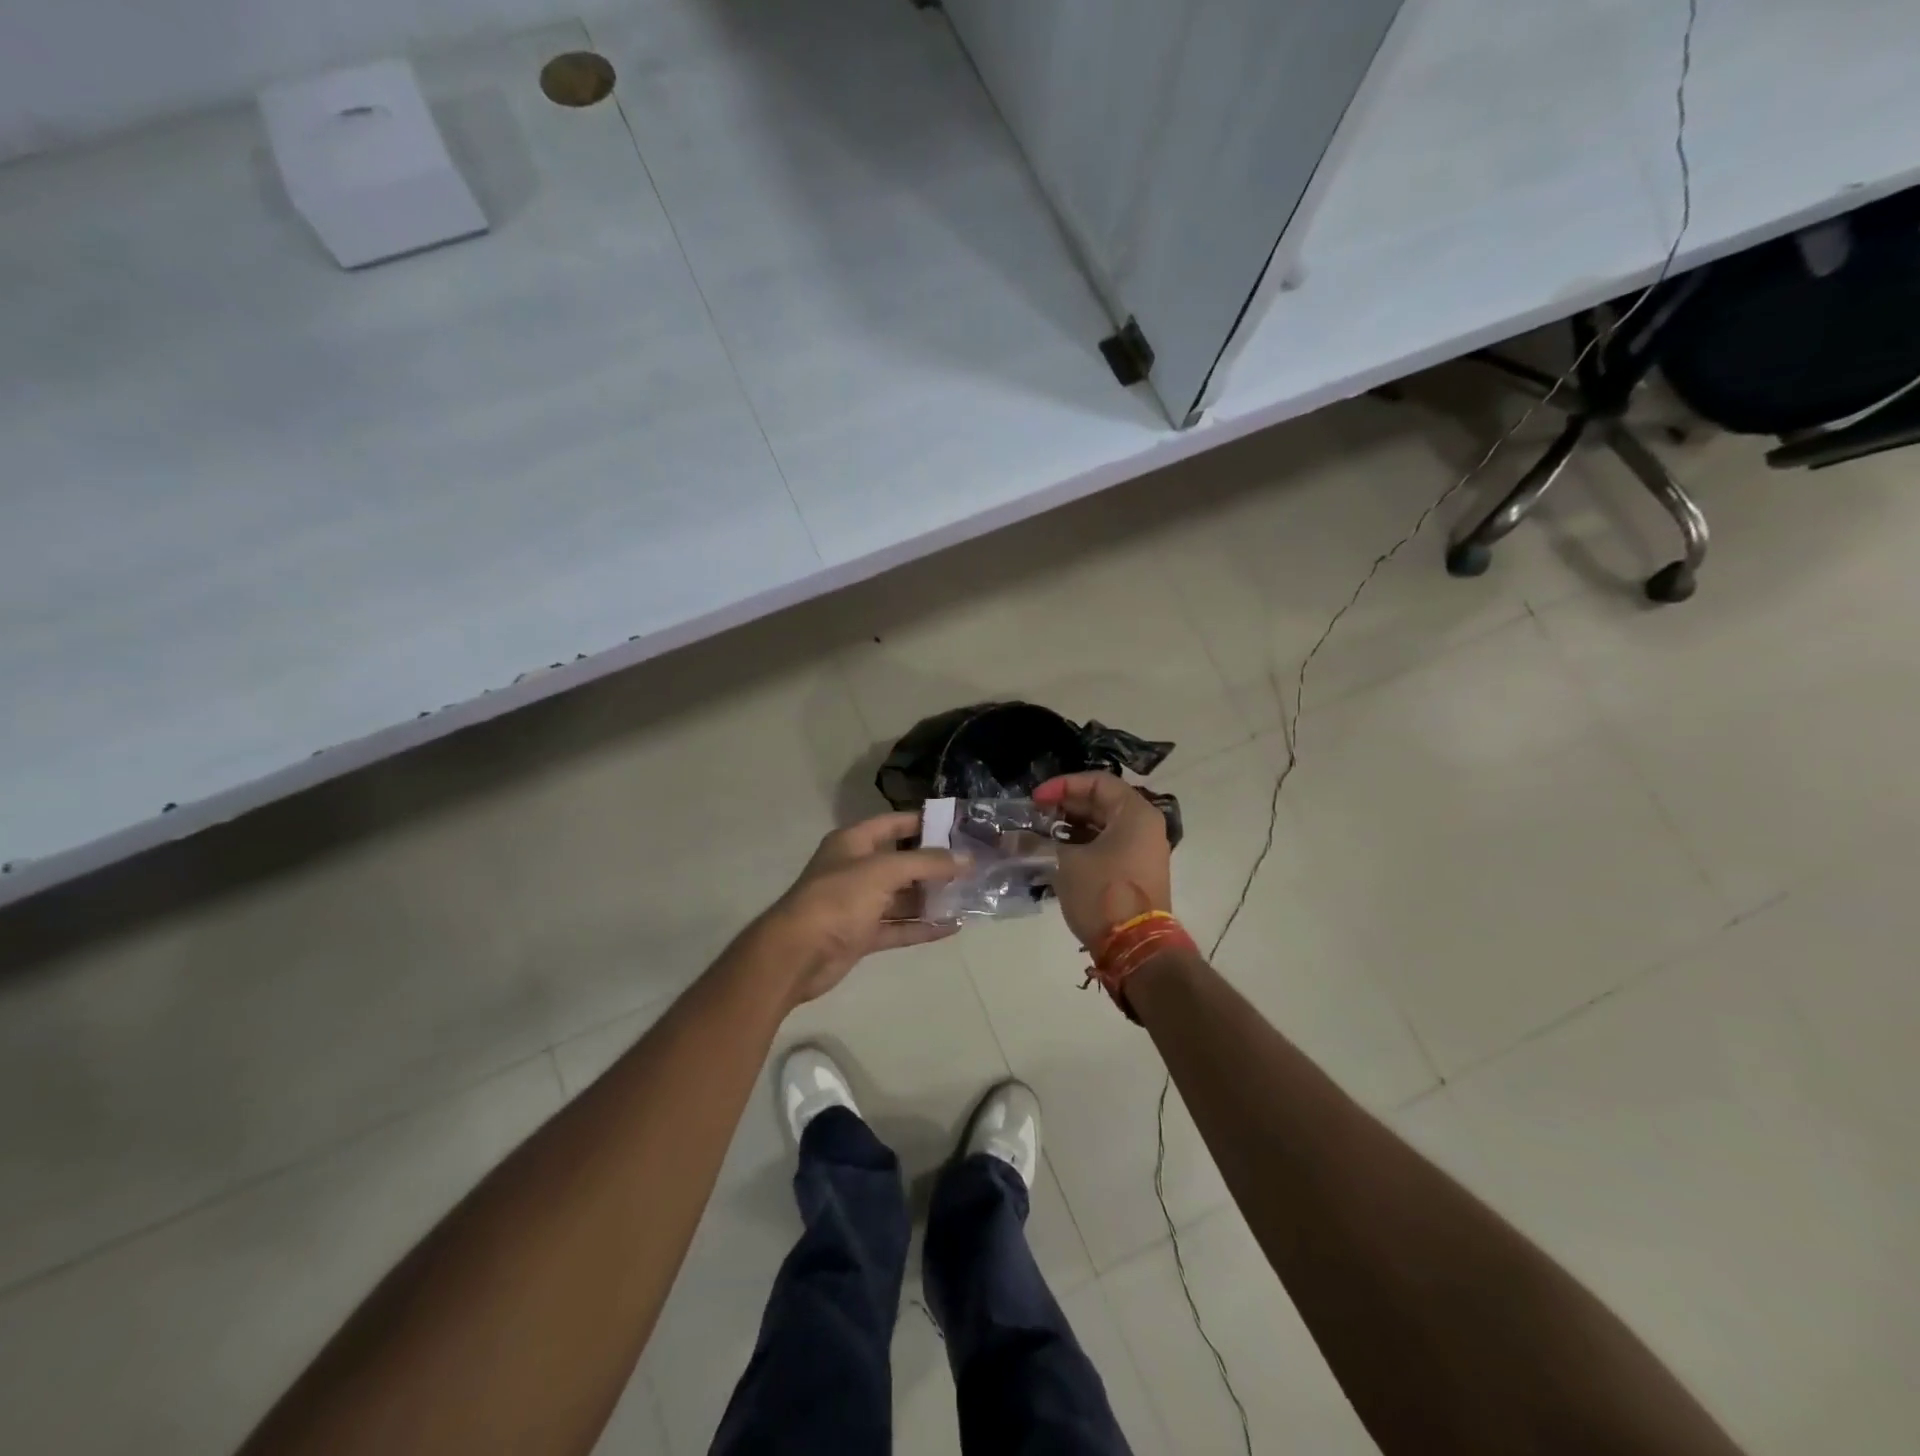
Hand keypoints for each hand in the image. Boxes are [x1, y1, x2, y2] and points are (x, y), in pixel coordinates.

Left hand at [756, 813, 962, 1005]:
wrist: (796, 955)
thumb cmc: (838, 899)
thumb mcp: (884, 871)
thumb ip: (927, 863)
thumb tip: (966, 859)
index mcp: (854, 843)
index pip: (894, 823)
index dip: (924, 822)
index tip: (960, 826)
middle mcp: (856, 869)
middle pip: (902, 861)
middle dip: (935, 864)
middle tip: (973, 865)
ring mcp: (859, 904)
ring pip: (902, 897)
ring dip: (932, 898)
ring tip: (970, 896)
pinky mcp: (862, 934)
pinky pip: (899, 927)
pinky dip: (923, 927)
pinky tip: (953, 927)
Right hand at [1033, 773, 1171, 949]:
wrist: (1137, 949)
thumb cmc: (1103, 894)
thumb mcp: (1065, 863)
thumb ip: (1036, 843)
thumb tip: (1009, 838)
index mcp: (1135, 813)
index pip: (1098, 782)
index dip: (1063, 785)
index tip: (1035, 800)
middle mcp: (1144, 826)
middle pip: (1102, 802)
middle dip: (1064, 806)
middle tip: (1034, 816)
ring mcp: (1143, 851)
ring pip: (1102, 827)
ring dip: (1070, 827)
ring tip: (1040, 834)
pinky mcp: (1136, 873)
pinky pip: (1107, 847)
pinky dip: (1082, 845)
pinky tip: (1055, 854)